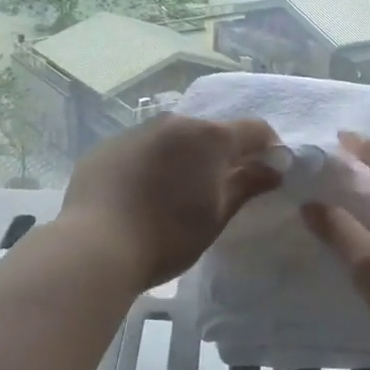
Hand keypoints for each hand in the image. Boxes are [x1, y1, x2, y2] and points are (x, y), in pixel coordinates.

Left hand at [59, 115, 281, 288]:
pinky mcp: (106, 147)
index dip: (268, 148)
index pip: (254, 130)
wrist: (94, 247)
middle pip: (210, 132)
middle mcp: (174, 123)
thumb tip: (275, 168)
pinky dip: (151, 164)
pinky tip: (142, 194)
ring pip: (173, 138)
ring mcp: (136, 132)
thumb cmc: (168, 236)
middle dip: (223, 154)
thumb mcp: (217, 216)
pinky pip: (140, 149)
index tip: (270, 171)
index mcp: (208, 137)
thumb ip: (248, 185)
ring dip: (184, 157)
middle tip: (223, 187)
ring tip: (178, 192)